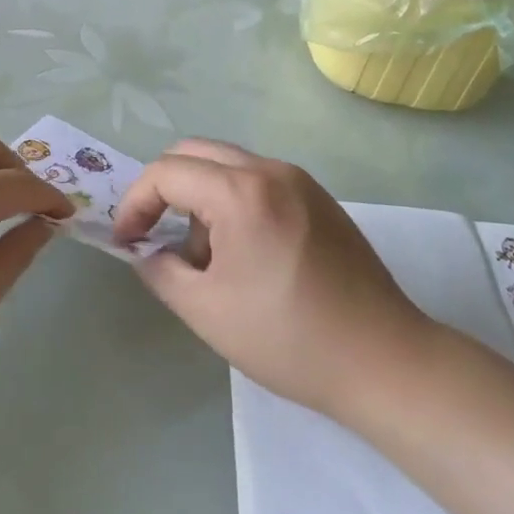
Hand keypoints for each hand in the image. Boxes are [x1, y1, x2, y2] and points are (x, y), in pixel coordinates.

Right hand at [113, 140, 432, 420]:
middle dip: (164, 189)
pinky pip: (258, 180)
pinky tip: (244, 252)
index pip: (166, 172)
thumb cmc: (288, 338)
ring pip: (227, 164)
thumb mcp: (205, 311)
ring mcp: (300, 180)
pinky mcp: (319, 198)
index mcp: (240, 192)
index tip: (127, 242)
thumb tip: (147, 250)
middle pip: (194, 152)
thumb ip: (160, 269)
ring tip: (206, 256)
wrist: (385, 361)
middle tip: (155, 233)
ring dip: (200, 195)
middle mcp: (270, 170)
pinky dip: (233, 200)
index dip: (135, 203)